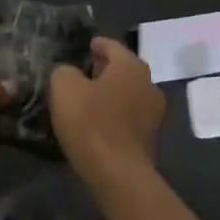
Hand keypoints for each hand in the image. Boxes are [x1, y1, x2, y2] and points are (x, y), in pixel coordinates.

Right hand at [50, 37, 165, 180]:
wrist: (118, 174)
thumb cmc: (91, 122)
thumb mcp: (64, 87)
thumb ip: (64, 71)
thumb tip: (70, 73)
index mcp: (131, 65)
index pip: (111, 45)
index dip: (96, 45)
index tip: (84, 47)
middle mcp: (149, 83)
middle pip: (123, 69)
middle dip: (104, 70)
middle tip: (82, 74)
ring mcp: (154, 112)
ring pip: (129, 93)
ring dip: (111, 93)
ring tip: (89, 100)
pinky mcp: (151, 137)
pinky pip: (130, 116)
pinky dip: (117, 114)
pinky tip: (100, 123)